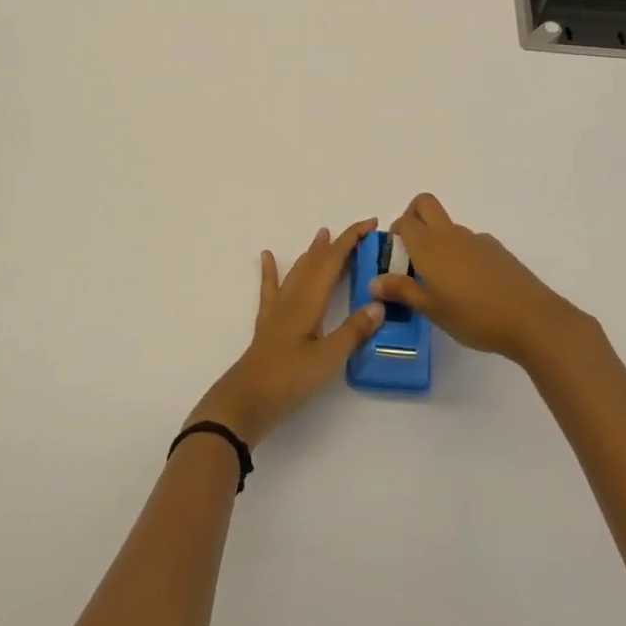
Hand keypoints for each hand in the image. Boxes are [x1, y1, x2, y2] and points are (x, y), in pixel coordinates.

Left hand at [192, 220, 385, 442]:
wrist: (246, 400)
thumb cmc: (289, 379)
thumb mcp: (328, 358)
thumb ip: (353, 331)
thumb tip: (379, 303)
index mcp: (310, 301)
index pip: (333, 261)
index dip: (351, 240)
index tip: (370, 224)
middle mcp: (293, 297)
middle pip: (317, 262)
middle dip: (337, 244)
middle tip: (357, 232)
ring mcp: (278, 309)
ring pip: (298, 271)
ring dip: (312, 253)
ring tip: (322, 236)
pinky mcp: (268, 323)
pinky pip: (270, 288)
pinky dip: (271, 270)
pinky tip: (266, 256)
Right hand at [372, 193, 587, 366]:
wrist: (531, 318)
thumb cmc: (473, 316)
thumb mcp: (431, 309)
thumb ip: (402, 291)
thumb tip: (373, 282)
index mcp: (429, 246)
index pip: (403, 222)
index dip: (395, 234)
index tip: (396, 259)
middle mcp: (449, 234)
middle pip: (424, 203)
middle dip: (413, 216)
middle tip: (412, 251)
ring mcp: (476, 239)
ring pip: (448, 226)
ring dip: (438, 240)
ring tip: (443, 282)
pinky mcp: (496, 249)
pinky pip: (470, 242)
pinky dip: (462, 254)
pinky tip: (471, 287)